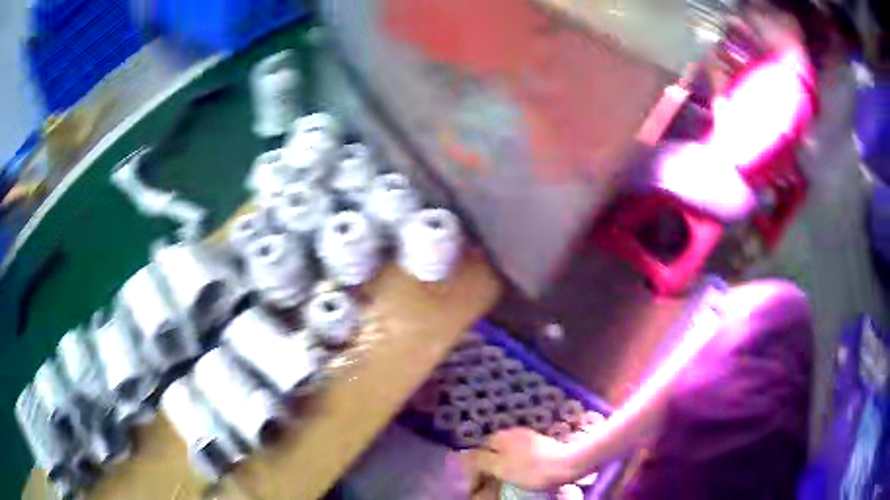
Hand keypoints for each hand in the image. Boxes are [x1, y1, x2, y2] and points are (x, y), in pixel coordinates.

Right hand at [462, 428, 576, 491]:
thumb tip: (465, 454)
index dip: (476, 468)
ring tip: (505, 478)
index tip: (478, 484)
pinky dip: (517, 462)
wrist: (566, 463)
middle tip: (491, 481)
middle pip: (493, 449)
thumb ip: (480, 460)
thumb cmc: (530, 469)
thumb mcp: (500, 467)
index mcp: (500, 436)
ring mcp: (528, 435)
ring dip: (503, 463)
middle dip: (489, 465)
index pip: (479, 450)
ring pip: (507, 451)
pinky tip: (522, 471)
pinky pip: (521, 453)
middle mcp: (512, 432)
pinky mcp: (541, 442)